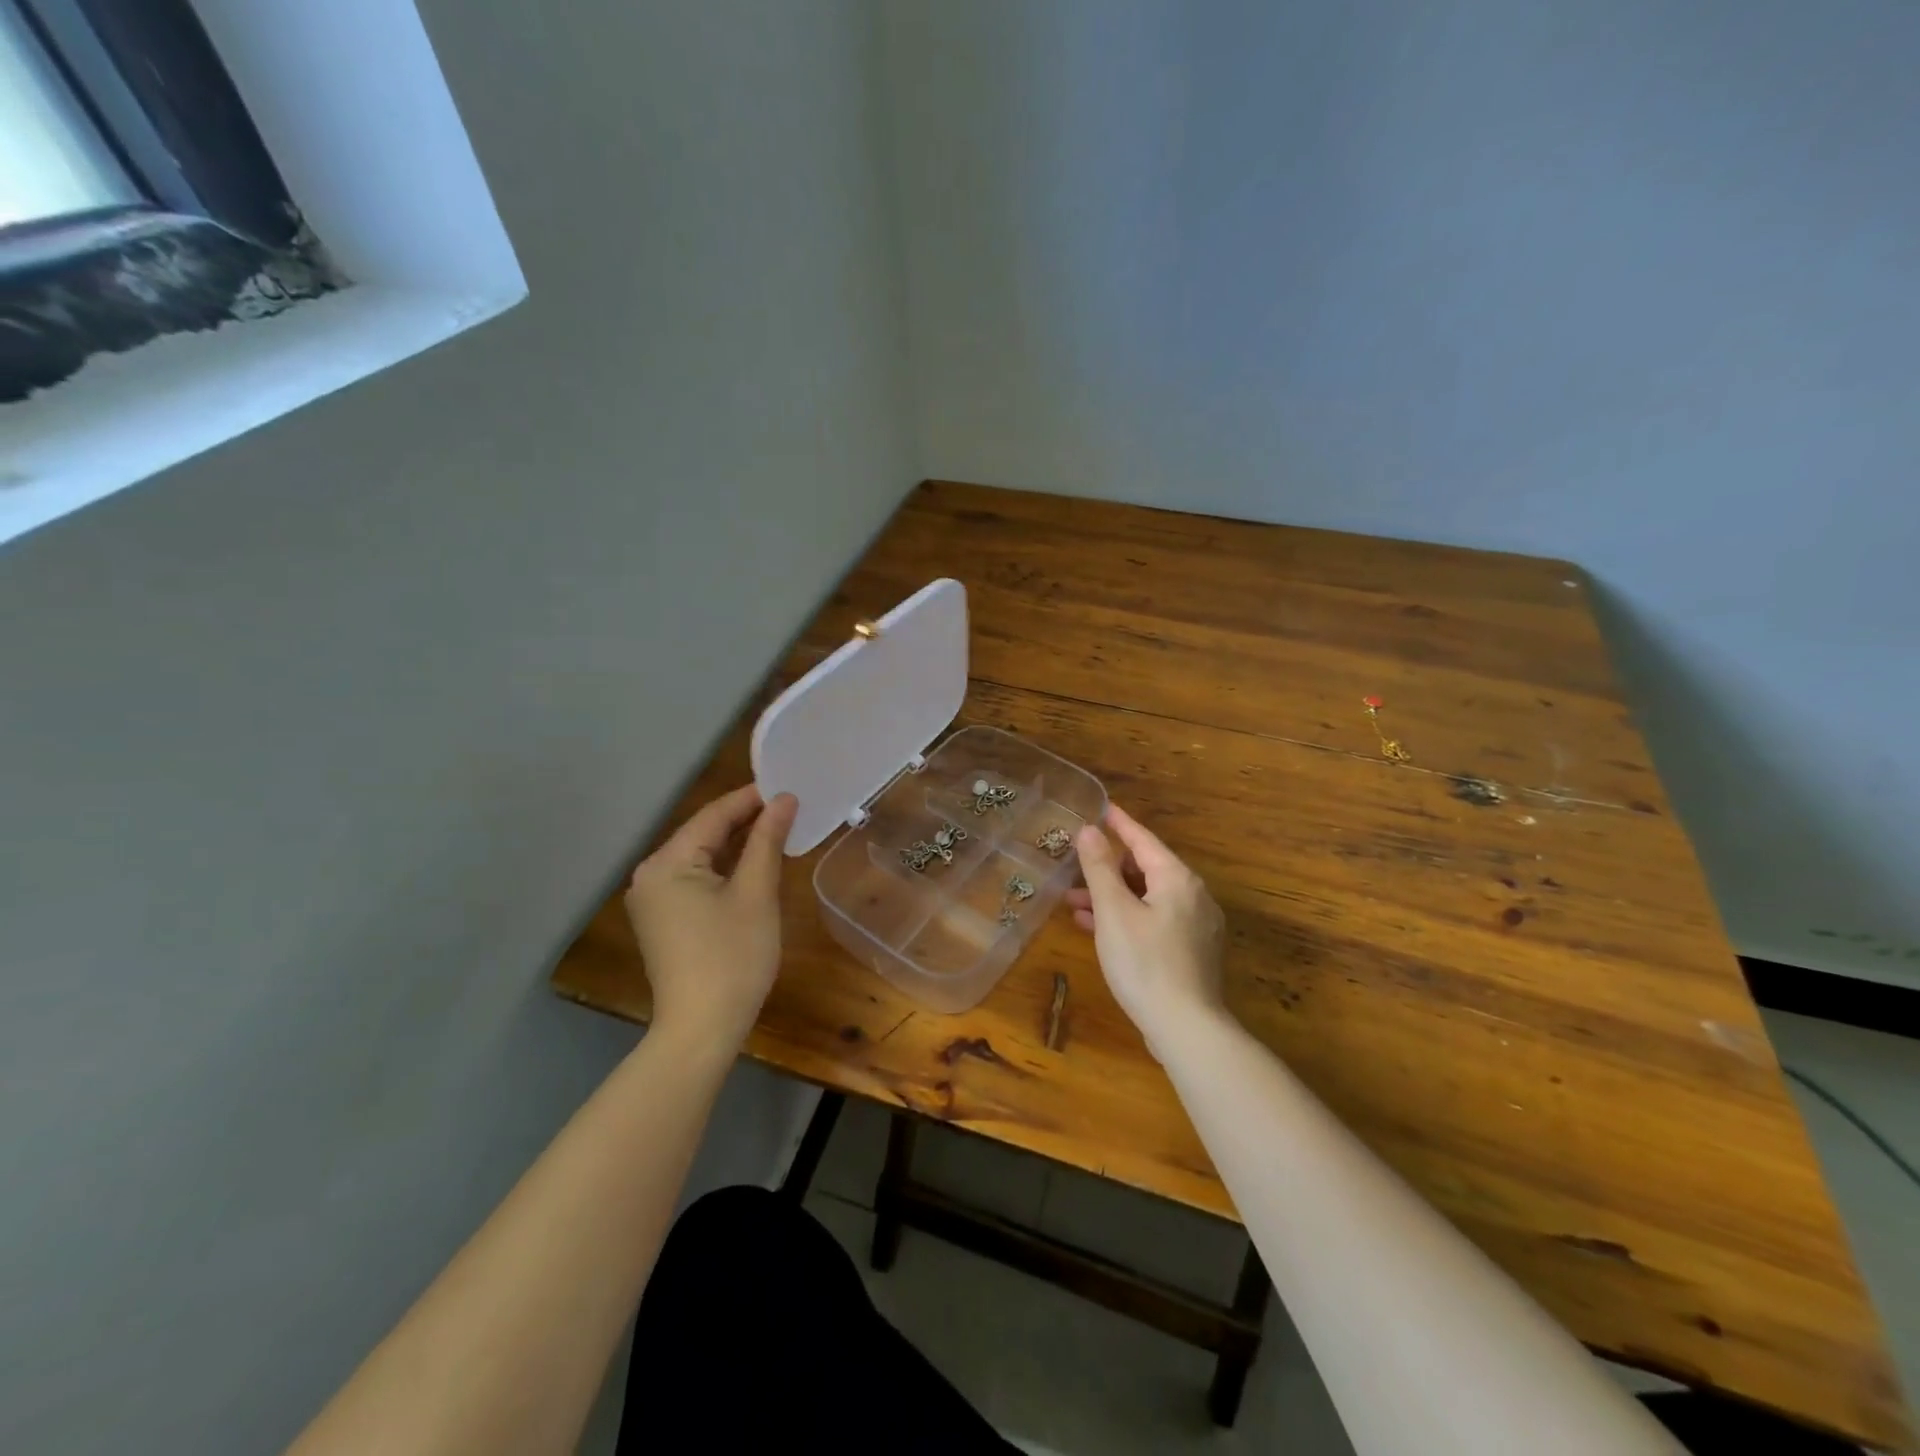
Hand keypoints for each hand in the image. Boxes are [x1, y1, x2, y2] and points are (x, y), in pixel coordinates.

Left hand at [624, 785, 797, 1049]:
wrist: (701, 1030)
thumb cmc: (732, 957)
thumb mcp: (756, 893)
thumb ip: (767, 840)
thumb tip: (783, 800)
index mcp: (667, 863)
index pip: (714, 815)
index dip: (752, 798)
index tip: (788, 786)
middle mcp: (650, 875)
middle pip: (704, 834)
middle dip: (746, 820)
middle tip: (789, 808)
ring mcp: (653, 900)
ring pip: (701, 857)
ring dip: (737, 844)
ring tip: (778, 830)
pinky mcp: (663, 920)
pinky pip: (695, 880)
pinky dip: (725, 870)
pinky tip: (753, 865)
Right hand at [1066, 803, 1227, 1041]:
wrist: (1186, 1028)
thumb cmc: (1144, 963)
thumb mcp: (1113, 911)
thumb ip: (1099, 868)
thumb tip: (1089, 830)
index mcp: (1177, 880)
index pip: (1144, 840)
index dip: (1119, 824)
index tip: (1101, 808)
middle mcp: (1193, 896)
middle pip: (1146, 870)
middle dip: (1107, 869)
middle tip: (1075, 867)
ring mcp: (1196, 926)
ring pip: (1147, 898)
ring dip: (1112, 897)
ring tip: (1074, 904)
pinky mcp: (1191, 953)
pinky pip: (1154, 921)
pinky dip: (1127, 918)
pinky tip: (1098, 931)